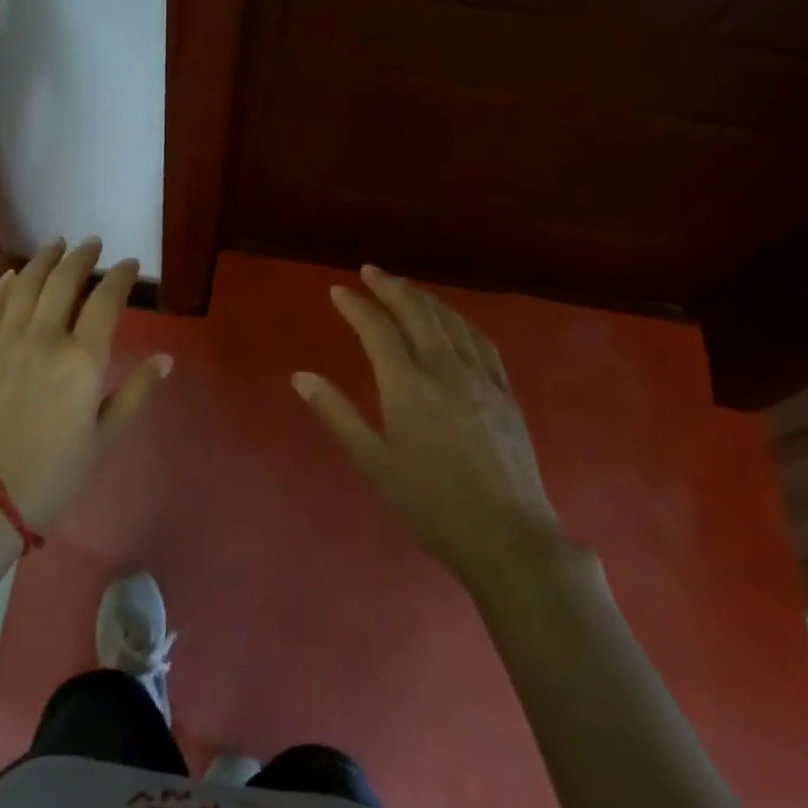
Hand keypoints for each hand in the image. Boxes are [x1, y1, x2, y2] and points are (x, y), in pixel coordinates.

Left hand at [0, 238, 171, 530]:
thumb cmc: (53, 472)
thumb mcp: (104, 437)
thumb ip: (136, 393)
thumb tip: (166, 358)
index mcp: (82, 359)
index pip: (105, 301)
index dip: (120, 277)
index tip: (129, 264)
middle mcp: (44, 338)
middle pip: (64, 282)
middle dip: (81, 257)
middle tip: (93, 243)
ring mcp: (5, 342)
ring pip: (26, 286)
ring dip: (43, 260)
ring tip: (56, 244)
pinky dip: (5, 286)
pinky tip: (13, 275)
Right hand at [294, 265, 561, 585]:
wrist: (505, 535)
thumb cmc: (430, 504)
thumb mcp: (373, 463)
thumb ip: (337, 414)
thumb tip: (301, 376)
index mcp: (407, 385)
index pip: (377, 330)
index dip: (356, 306)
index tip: (338, 290)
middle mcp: (445, 369)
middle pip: (416, 313)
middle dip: (391, 287)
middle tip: (370, 271)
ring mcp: (480, 378)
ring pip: (450, 320)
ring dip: (424, 297)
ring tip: (406, 288)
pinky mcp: (505, 392)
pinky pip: (481, 340)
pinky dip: (460, 320)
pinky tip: (454, 321)